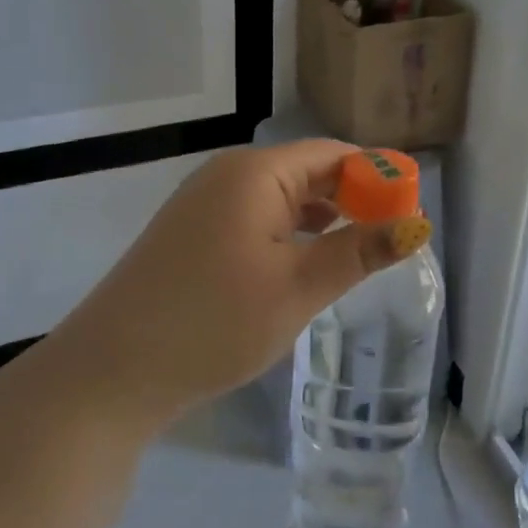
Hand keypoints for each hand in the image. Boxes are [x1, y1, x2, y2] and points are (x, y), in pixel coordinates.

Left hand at [54, 140, 431, 432]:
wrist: (110, 373)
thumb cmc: (214, 322)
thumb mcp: (298, 288)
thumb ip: (359, 251)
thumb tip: (417, 224)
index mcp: (256, 172)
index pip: (333, 154)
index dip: (376, 176)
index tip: (410, 209)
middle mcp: (228, 174)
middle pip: (306, 171)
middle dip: (351, 198)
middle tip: (390, 237)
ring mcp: (204, 202)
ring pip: (281, 197)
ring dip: (320, 217)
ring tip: (356, 250)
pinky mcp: (191, 232)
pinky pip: (255, 217)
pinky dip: (288, 232)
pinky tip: (303, 262)